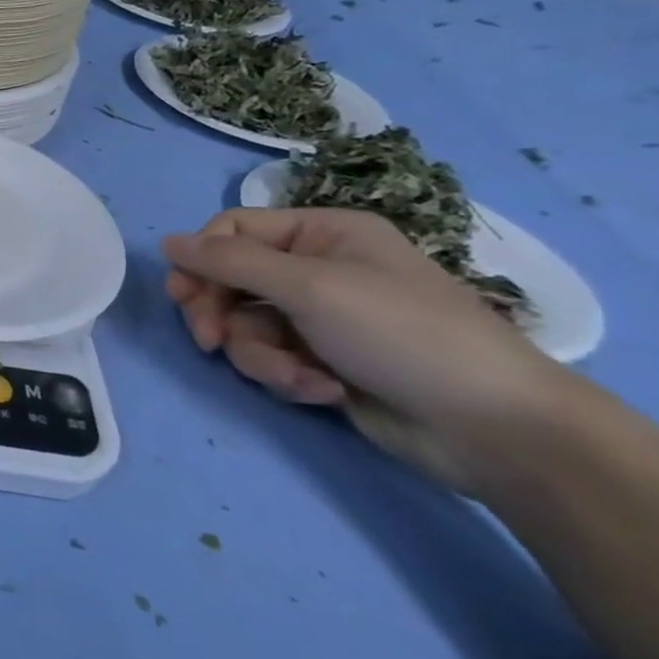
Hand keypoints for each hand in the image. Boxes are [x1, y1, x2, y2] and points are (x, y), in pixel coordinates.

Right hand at [163, 207, 578, 494]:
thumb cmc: (401, 334)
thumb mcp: (310, 286)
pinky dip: (286, 375)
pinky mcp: (321, 360)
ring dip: (259, 354)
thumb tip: (166, 241)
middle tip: (210, 341)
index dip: (202, 260)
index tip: (182, 295)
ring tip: (296, 377)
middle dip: (220, 314)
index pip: (232, 231)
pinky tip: (321, 391)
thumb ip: (229, 262)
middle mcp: (316, 268)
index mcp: (321, 233)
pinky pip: (271, 357)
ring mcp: (319, 317)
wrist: (492, 427)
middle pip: (229, 280)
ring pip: (245, 325)